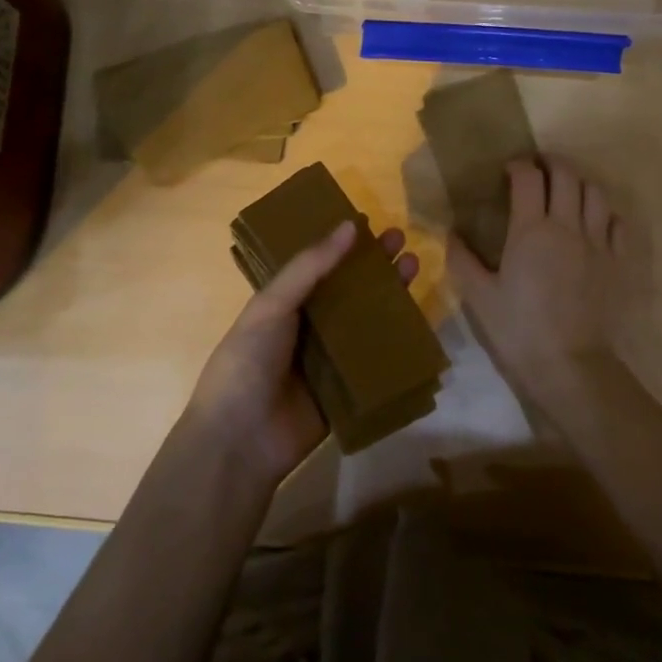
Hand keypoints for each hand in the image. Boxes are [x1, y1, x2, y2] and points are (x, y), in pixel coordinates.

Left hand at [188, 219, 419, 483]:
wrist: (241, 440)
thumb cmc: (248, 361)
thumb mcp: (272, 304)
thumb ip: (310, 267)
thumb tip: (350, 225)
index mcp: (284, 303)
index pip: (320, 265)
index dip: (344, 244)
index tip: (372, 222)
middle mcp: (309, 326)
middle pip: (349, 290)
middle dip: (374, 265)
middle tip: (401, 241)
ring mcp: (329, 359)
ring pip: (366, 321)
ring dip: (389, 296)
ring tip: (413, 267)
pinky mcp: (347, 390)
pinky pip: (376, 362)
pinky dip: (396, 343)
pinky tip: (419, 322)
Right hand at [448, 156, 622, 405]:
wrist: (570, 365)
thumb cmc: (519, 330)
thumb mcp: (479, 297)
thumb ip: (462, 260)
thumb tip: (451, 233)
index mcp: (531, 230)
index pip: (528, 178)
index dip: (519, 165)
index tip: (509, 170)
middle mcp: (567, 226)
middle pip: (566, 175)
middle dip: (552, 163)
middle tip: (539, 169)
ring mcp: (598, 243)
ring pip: (595, 193)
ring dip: (579, 183)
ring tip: (567, 191)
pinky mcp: (619, 262)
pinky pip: (618, 223)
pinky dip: (605, 213)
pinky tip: (595, 222)